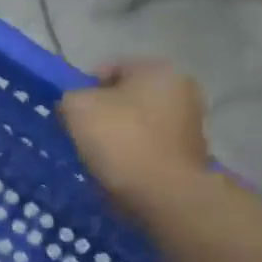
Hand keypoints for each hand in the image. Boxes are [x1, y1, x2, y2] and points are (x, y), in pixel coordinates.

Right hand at [56, 60, 209, 223]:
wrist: (163, 193)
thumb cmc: (120, 140)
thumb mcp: (77, 107)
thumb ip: (70, 96)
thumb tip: (75, 103)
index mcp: (157, 69)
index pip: (110, 68)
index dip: (84, 88)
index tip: (70, 112)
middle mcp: (182, 89)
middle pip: (127, 96)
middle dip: (104, 111)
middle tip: (81, 133)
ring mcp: (192, 122)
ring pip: (139, 122)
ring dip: (119, 134)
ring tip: (98, 155)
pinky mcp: (191, 152)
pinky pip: (150, 145)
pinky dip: (134, 153)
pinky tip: (119, 169)